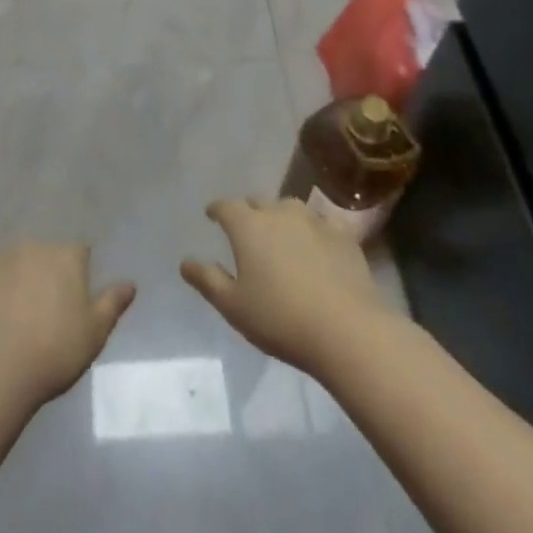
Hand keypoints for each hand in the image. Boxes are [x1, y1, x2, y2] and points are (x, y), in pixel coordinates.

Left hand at [0, 241, 134, 405]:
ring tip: (7, 306)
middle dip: (43, 271)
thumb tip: (130, 283)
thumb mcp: (95, 334)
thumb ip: (112, 304)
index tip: (72, 299)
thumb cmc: (54, 352)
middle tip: (40, 306)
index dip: (77, 273)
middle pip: (43, 252)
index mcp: (67, 256)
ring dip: (12, 273)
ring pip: (10, 258)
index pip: (79, 253)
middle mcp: (34, 246)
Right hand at [182, 198, 391, 375]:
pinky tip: (316, 243)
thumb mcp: (234, 306)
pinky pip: (321, 222)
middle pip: (258, 201)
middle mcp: (279, 213)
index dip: (217, 209)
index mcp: (248, 226)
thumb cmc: (281, 319)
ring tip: (279, 234)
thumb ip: (207, 280)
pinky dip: (313, 229)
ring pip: (290, 207)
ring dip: (280, 216)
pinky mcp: (343, 235)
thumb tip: (185, 262)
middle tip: (245, 229)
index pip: (225, 206)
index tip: (212, 216)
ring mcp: (314, 220)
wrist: (347, 330)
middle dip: (248, 211)